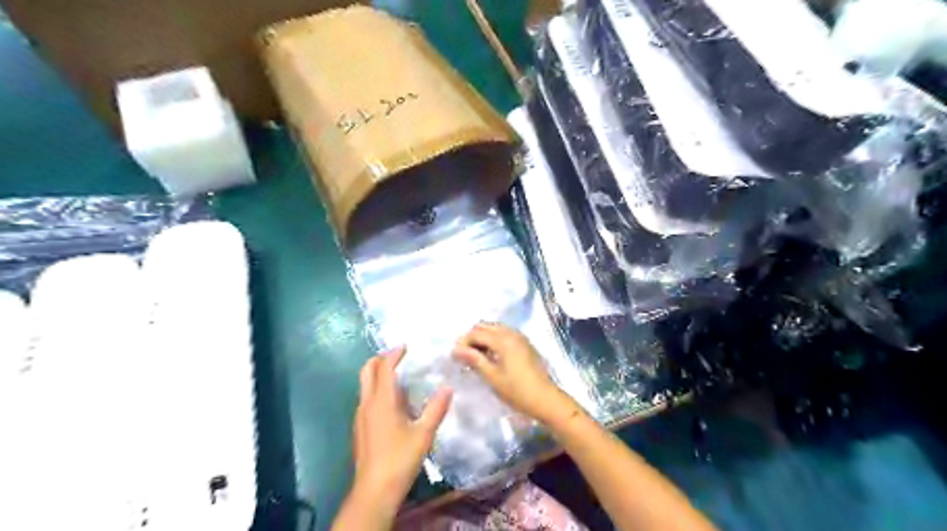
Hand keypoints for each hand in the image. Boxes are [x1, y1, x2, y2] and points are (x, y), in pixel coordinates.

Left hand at [348, 347, 452, 520]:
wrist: (374, 490)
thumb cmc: (400, 458)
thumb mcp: (424, 433)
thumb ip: (436, 408)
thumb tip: (448, 388)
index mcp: (382, 401)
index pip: (384, 367)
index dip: (393, 354)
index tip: (405, 346)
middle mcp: (367, 404)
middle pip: (366, 371)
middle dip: (379, 359)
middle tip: (397, 355)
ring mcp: (360, 416)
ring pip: (365, 385)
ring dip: (378, 374)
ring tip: (399, 376)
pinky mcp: (359, 428)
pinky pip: (366, 399)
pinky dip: (377, 390)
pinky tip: (393, 403)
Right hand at [450, 322, 576, 425]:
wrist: (546, 399)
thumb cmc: (517, 391)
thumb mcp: (492, 377)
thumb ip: (474, 359)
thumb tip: (456, 349)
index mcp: (503, 339)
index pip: (476, 333)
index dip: (463, 342)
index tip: (454, 356)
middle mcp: (511, 333)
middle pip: (485, 326)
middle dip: (472, 337)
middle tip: (464, 355)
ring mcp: (520, 337)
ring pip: (495, 328)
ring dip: (483, 338)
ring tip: (475, 356)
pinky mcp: (524, 344)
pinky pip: (504, 334)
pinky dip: (493, 339)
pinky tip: (490, 355)